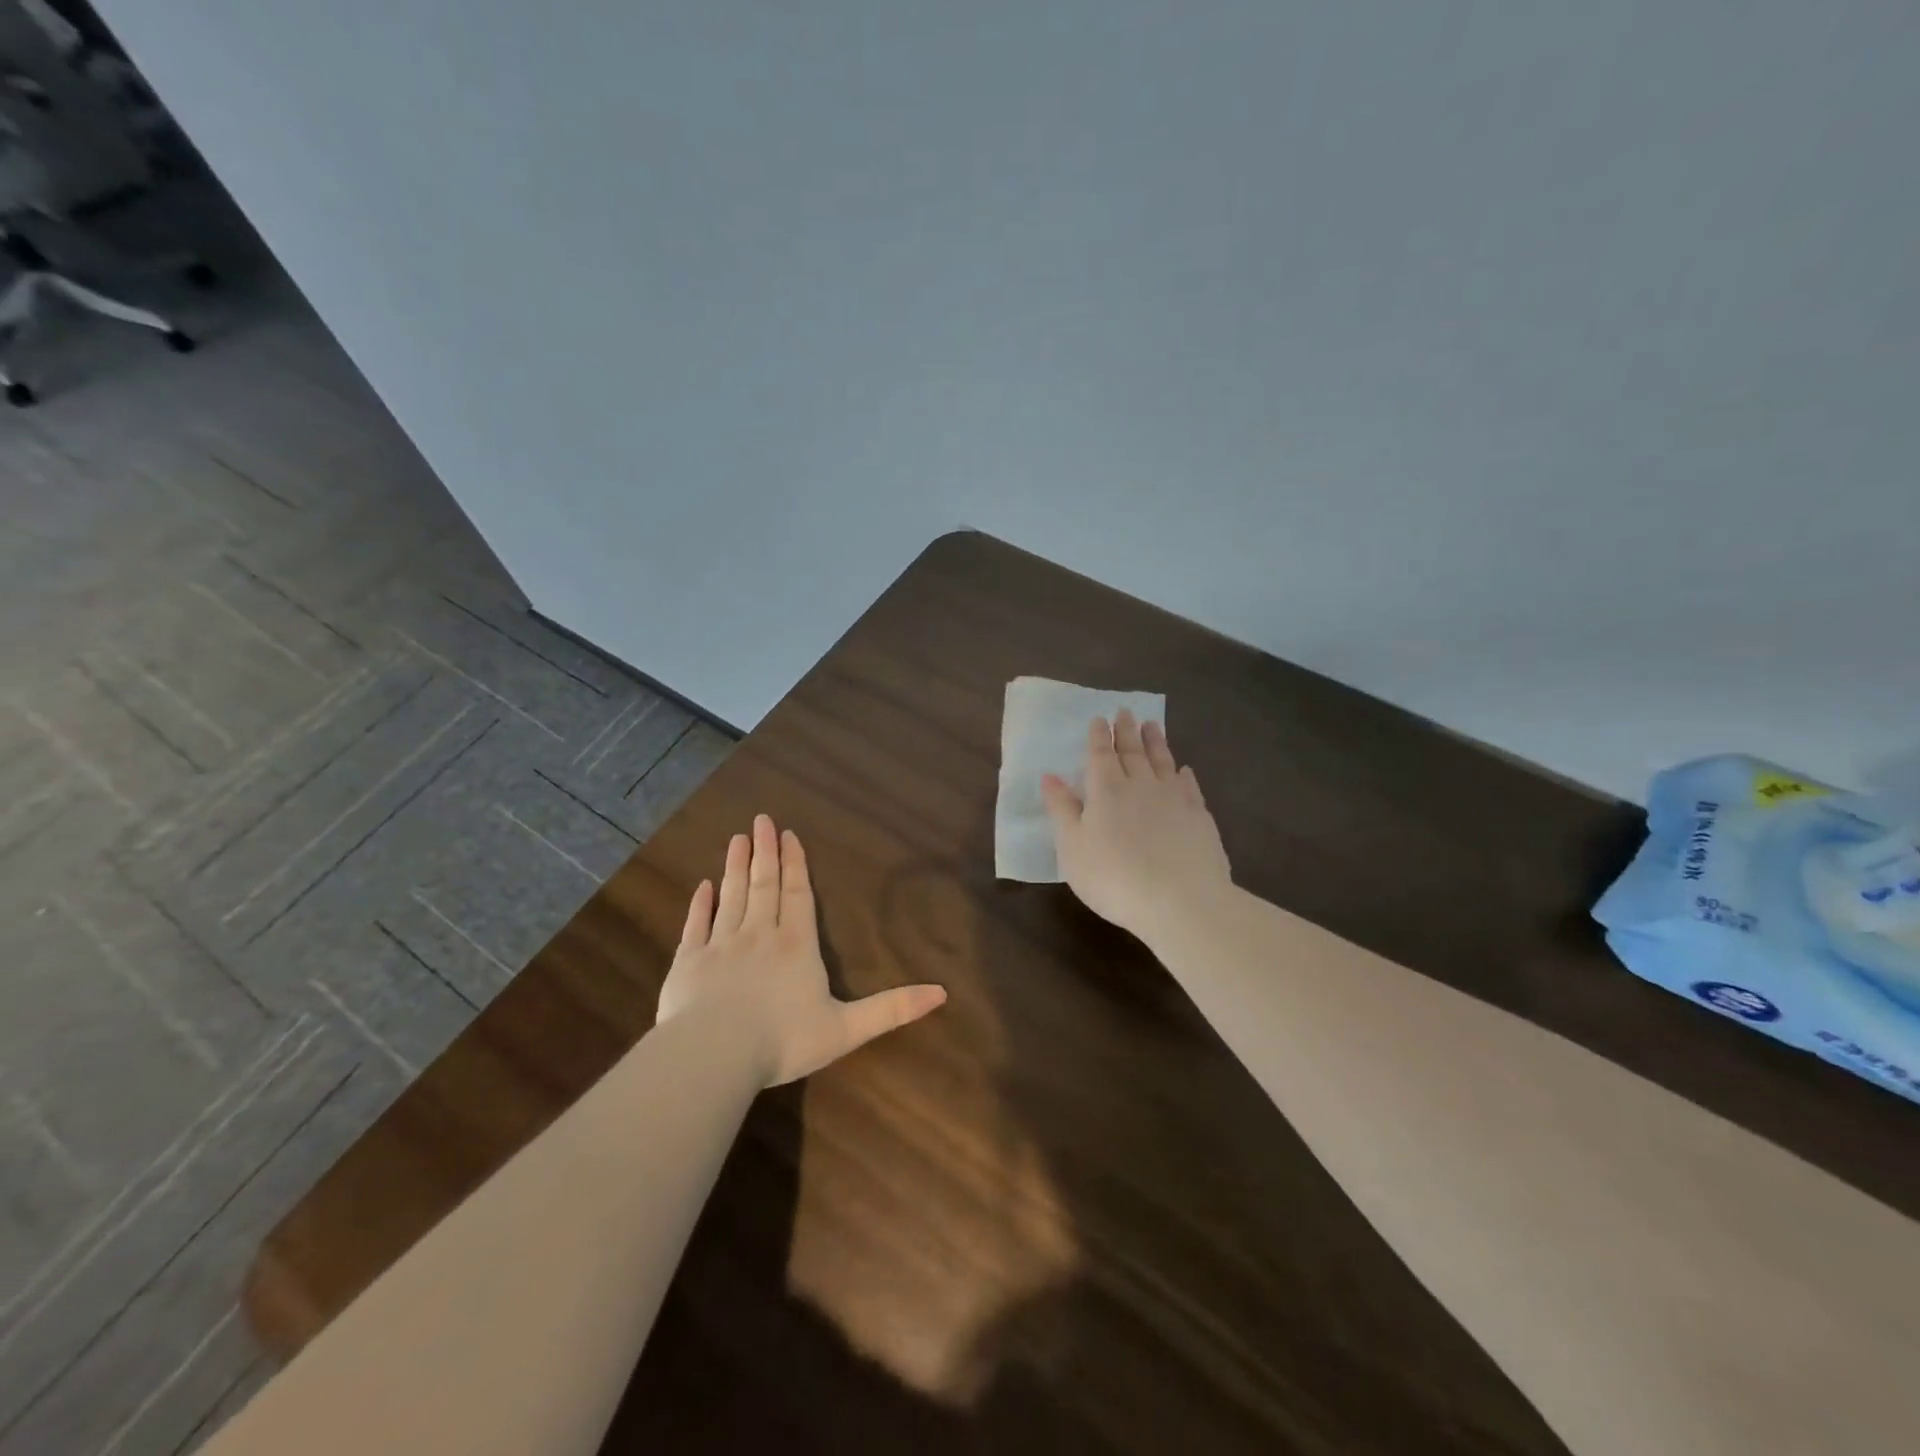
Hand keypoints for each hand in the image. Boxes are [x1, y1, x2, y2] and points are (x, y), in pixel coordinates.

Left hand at [658, 815, 947, 1085]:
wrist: (714, 1055)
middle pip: (764, 886)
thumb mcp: (847, 1028)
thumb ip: (892, 1008)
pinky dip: (700, 904)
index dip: (796, 865)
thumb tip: (942, 993)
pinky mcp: (688, 963)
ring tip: (737, 838)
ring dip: (736, 867)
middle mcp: (759, 935)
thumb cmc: (784, 1040)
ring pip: (731, 896)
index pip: (798, 895)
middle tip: (761, 821)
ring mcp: (721, 945)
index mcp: (796, 946)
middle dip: (765, 853)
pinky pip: (696, 926)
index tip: (788, 835)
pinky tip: (702, 886)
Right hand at [1041, 710, 1233, 948]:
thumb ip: (1061, 809)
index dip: (1099, 736)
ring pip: (1163, 761)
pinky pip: (1190, 786)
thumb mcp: (1072, 847)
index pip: (1100, 754)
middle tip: (1126, 711)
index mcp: (1106, 790)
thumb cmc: (1113, 878)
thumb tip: (1049, 776)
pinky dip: (1184, 774)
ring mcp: (1174, 799)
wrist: (1181, 902)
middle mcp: (1141, 785)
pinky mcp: (1199, 817)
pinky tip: (1184, 770)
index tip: (1100, 718)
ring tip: (1153, 725)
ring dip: (1156, 742)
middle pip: (1132, 751)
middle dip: (1126, 730)